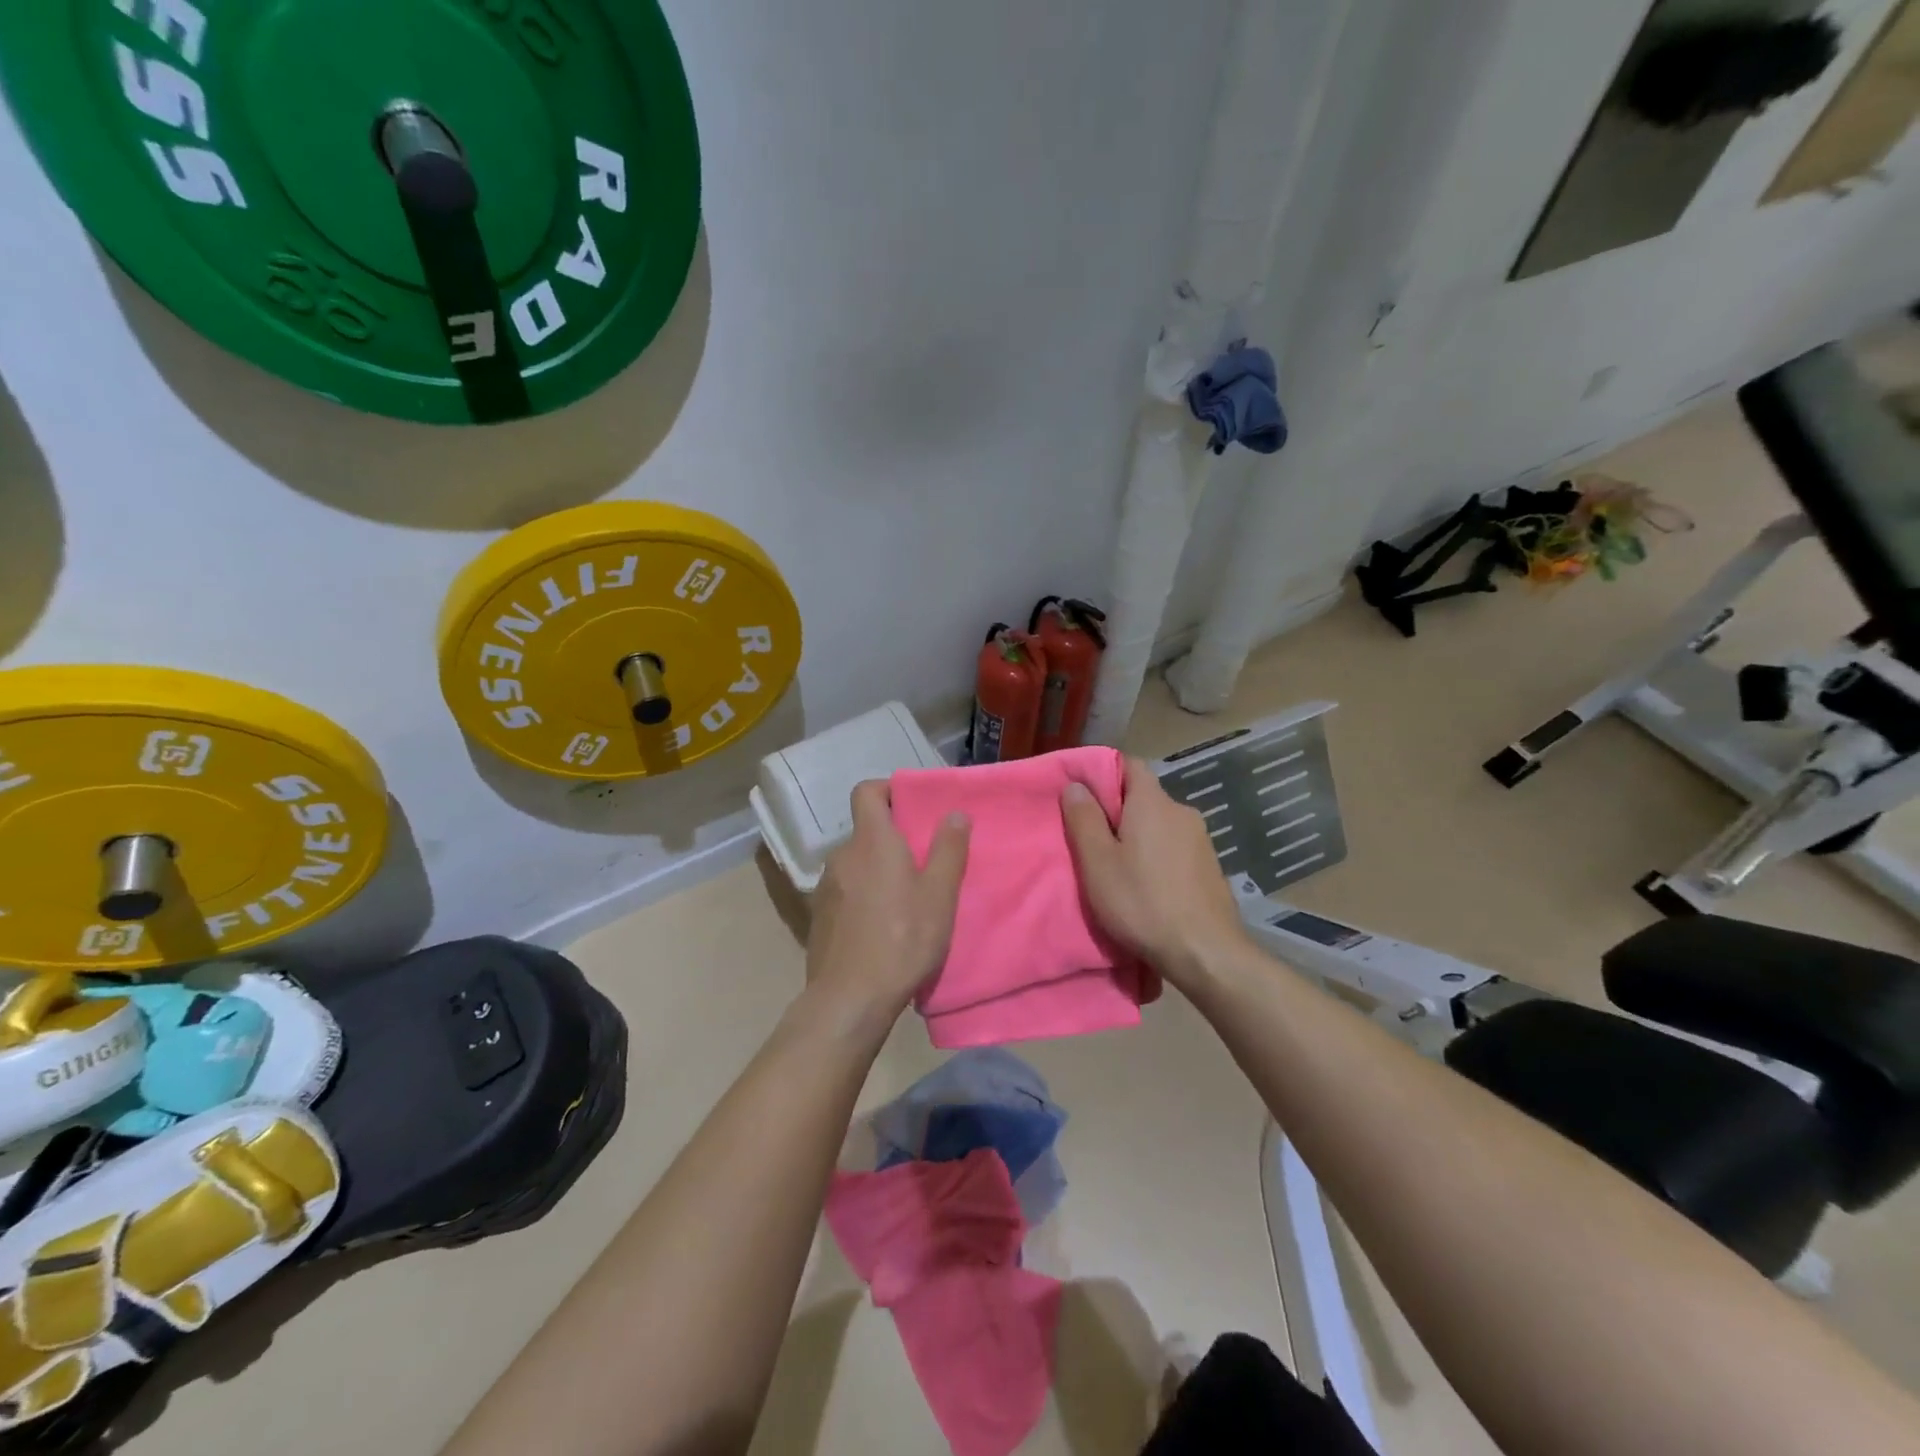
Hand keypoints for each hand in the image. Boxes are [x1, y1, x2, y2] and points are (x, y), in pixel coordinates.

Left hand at [804, 781, 969, 1028]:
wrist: (850, 998)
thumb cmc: (903, 940)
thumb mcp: (939, 895)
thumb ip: (949, 849)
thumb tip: (954, 812)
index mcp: (872, 841)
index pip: (867, 791)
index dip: (888, 790)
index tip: (912, 806)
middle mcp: (842, 856)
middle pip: (866, 830)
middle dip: (892, 839)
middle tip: (923, 861)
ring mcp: (826, 887)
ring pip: (856, 863)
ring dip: (878, 870)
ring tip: (905, 898)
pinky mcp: (819, 916)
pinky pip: (846, 890)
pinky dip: (863, 895)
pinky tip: (881, 925)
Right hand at [1061, 756, 1247, 985]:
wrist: (1206, 953)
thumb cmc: (1142, 902)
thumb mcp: (1098, 863)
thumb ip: (1084, 819)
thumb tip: (1076, 785)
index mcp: (1153, 803)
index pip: (1129, 765)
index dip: (1104, 773)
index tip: (1082, 795)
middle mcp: (1181, 811)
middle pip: (1144, 797)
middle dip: (1118, 811)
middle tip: (1092, 839)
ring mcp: (1201, 840)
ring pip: (1160, 825)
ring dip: (1138, 837)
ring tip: (1118, 867)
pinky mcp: (1211, 867)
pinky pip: (1175, 848)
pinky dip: (1157, 857)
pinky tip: (1147, 886)